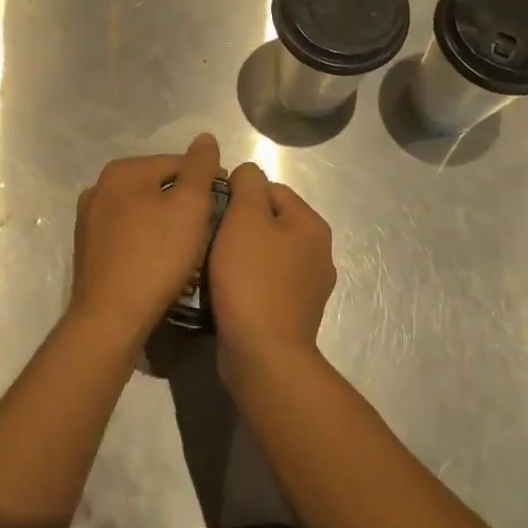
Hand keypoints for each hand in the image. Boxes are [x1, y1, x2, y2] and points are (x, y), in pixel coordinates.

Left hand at [69, 134, 221, 349]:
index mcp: (122, 171)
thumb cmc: (155, 257)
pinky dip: (148, 243)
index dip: (207, 181)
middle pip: (158, 187)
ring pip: (143, 213)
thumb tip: (205, 138)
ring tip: (190, 250)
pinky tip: (162, 264)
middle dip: (185, 205)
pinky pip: (128, 236)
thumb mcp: (190, 207)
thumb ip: (200, 168)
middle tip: (210, 231)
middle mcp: (99, 188)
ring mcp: (89, 220)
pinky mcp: (88, 250)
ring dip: (167, 225)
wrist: (110, 318)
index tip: (226, 205)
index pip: (177, 163)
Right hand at [209, 162, 336, 372]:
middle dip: (238, 226)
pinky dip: (246, 282)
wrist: (263, 355)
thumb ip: (248, 185)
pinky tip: (226, 292)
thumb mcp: (245, 218)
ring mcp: (309, 287)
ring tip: (213, 266)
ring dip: (240, 255)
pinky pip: (265, 283)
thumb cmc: (252, 279)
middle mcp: (318, 252)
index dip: (238, 195)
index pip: (271, 188)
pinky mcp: (294, 313)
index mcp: (312, 225)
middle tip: (209, 238)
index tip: (212, 212)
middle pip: (269, 221)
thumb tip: (248, 172)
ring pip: (265, 253)